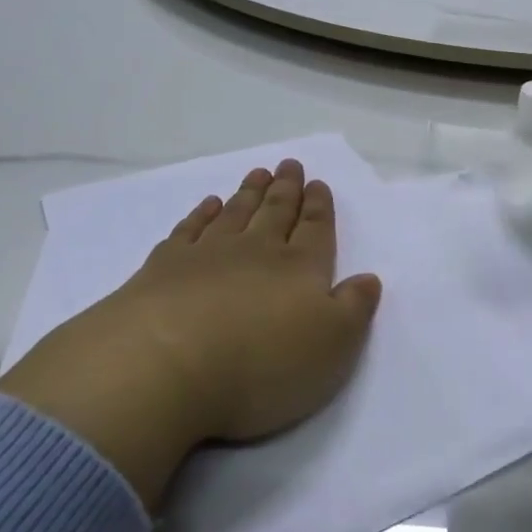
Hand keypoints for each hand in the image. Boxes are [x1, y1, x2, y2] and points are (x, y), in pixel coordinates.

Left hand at [0, 160, 381, 506]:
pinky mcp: (163, 268)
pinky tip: (207, 205)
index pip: (315, 229)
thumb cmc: (261, 365)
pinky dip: (201, 214)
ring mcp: (207, 255)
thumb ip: (354, 309)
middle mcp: (256, 252)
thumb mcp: (332, 347)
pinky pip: (189, 230)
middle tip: (290, 165)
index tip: (318, 183)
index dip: (319, 207)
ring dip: (249, 193)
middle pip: (276, 212)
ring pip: (236, 214)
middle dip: (286, 189)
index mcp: (300, 269)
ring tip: (258, 174)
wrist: (164, 366)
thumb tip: (368, 278)